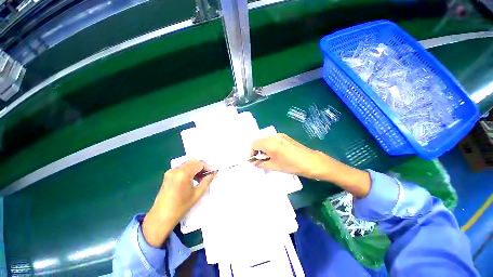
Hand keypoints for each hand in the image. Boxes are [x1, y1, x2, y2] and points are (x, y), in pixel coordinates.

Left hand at [142, 159, 215, 247]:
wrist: (161, 217)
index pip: (199, 164)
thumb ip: (206, 181)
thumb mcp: (197, 194)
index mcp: (183, 174)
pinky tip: (192, 178)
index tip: (212, 173)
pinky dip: (189, 170)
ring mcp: (171, 171)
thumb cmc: (181, 207)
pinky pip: (182, 167)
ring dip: (196, 168)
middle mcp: (176, 170)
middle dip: (202, 166)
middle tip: (207, 175)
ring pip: (188, 163)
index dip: (208, 167)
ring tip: (201, 177)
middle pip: (193, 161)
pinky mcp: (168, 174)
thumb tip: (213, 173)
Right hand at [251, 134, 370, 197]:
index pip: (253, 144)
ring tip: (266, 157)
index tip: (252, 160)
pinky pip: (271, 139)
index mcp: (270, 143)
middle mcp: (274, 136)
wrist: (311, 162)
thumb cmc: (293, 166)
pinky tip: (273, 153)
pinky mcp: (284, 137)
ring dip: (261, 147)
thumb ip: (261, 163)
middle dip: (255, 149)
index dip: (250, 152)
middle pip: (258, 140)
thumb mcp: (275, 166)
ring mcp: (279, 135)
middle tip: (258, 159)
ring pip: (264, 139)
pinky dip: (268, 145)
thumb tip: (253, 162)